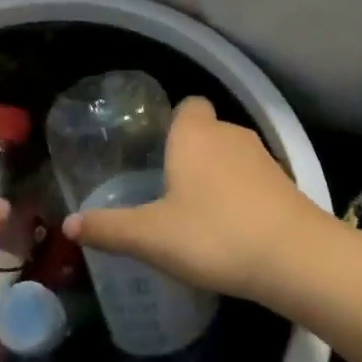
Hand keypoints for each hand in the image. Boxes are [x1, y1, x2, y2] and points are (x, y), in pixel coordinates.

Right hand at [63, 97, 328, 303]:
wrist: (293, 256)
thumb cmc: (213, 234)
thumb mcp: (152, 237)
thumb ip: (110, 228)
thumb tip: (68, 224)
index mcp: (195, 134)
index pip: (187, 105)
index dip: (174, 123)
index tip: (159, 152)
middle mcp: (229, 133)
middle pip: (207, 130)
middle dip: (191, 153)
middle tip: (169, 189)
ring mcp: (262, 156)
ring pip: (232, 155)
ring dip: (218, 175)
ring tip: (199, 212)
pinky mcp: (284, 181)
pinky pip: (254, 178)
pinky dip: (242, 194)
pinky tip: (232, 228)